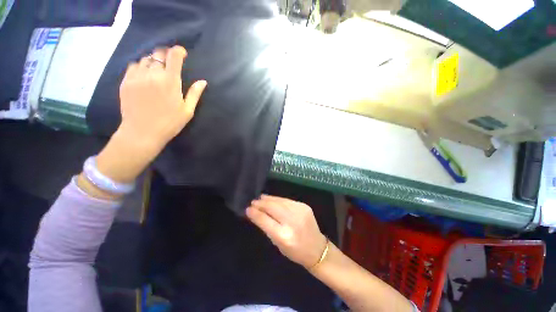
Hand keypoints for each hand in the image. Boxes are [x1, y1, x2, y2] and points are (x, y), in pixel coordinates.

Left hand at [85, 46, 206, 195]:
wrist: (142, 132)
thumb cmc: (170, 123)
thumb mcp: (187, 110)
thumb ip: (194, 94)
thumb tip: (203, 82)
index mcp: (170, 82)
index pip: (173, 56)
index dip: (178, 51)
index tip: (182, 53)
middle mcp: (152, 74)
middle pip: (158, 54)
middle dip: (166, 55)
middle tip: (170, 63)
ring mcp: (137, 77)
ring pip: (145, 59)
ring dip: (153, 61)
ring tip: (157, 70)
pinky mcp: (126, 81)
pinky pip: (133, 66)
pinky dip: (141, 66)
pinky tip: (145, 75)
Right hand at [247, 195, 327, 268]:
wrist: (317, 248)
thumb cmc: (295, 251)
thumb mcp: (278, 244)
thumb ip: (267, 228)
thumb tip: (256, 214)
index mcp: (284, 236)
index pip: (266, 221)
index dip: (256, 214)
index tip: (248, 209)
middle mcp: (292, 222)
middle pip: (273, 208)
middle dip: (261, 204)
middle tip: (253, 202)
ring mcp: (300, 212)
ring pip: (280, 201)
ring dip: (269, 199)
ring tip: (261, 198)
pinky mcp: (304, 206)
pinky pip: (287, 200)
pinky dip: (278, 199)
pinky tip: (273, 199)